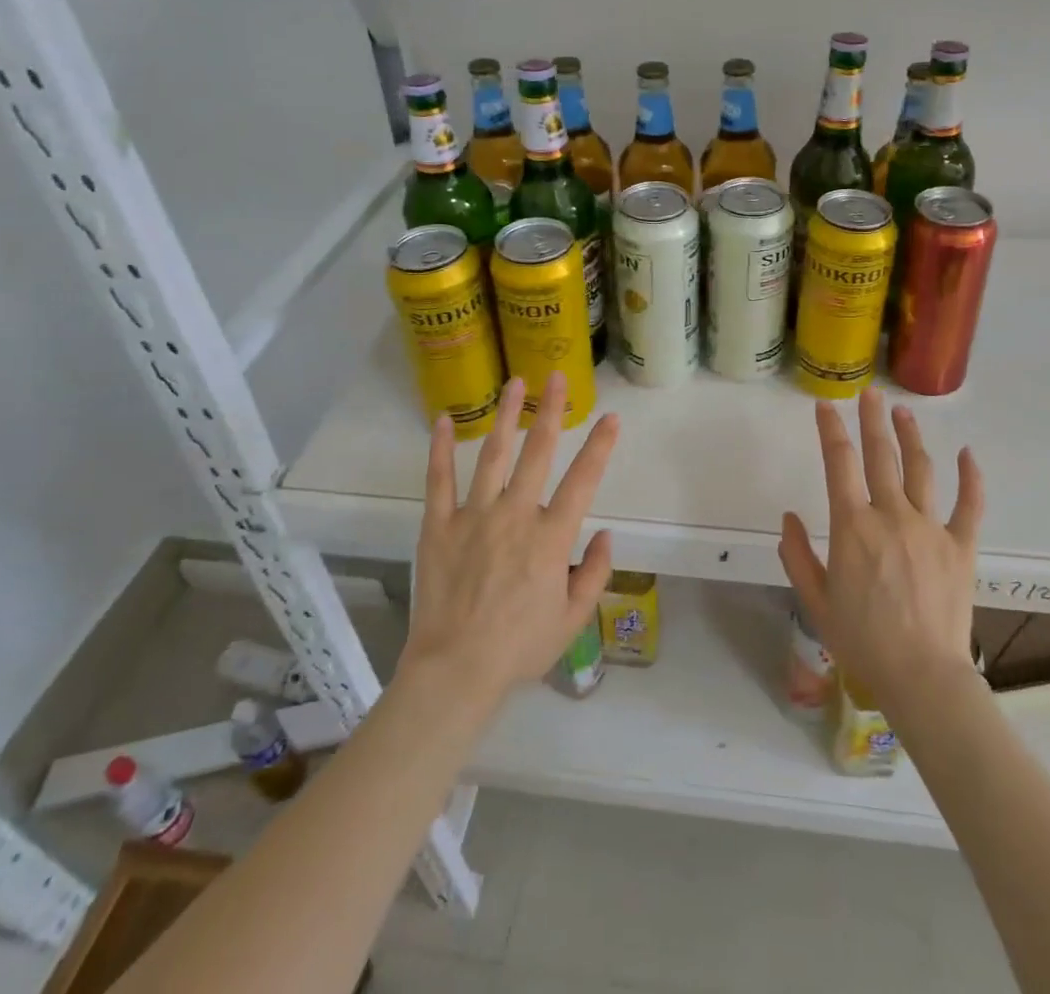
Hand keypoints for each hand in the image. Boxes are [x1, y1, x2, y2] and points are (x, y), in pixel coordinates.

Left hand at [402, 373, 617, 704]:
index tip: (610, 417)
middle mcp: (515, 515)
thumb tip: (607, 535)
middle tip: (558, 377)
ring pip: (492, 454)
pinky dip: (439, 448)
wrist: (455, 671)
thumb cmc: (519, 648)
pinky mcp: (438, 525)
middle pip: (538, 452)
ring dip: (506, 416)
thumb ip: (595, 573)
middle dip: (551, 411)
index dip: (600, 446)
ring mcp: (473, 516)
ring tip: (515, 383)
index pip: (583, 481)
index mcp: (550, 538)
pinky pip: (439, 480)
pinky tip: (442, 419)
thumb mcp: (573, 620)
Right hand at [778, 388, 982, 708]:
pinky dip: (970, 477)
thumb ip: (796, 555)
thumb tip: (788, 517)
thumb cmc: (861, 639)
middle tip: (869, 393)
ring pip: (920, 469)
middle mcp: (890, 515)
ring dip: (910, 436)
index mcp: (852, 525)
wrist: (921, 676)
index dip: (830, 430)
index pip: (838, 463)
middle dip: (872, 420)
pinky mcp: (960, 546)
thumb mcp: (815, 600)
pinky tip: (967, 454)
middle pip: (879, 455)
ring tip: (903, 412)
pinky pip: (969, 505)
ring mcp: (929, 527)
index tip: (825, 406)